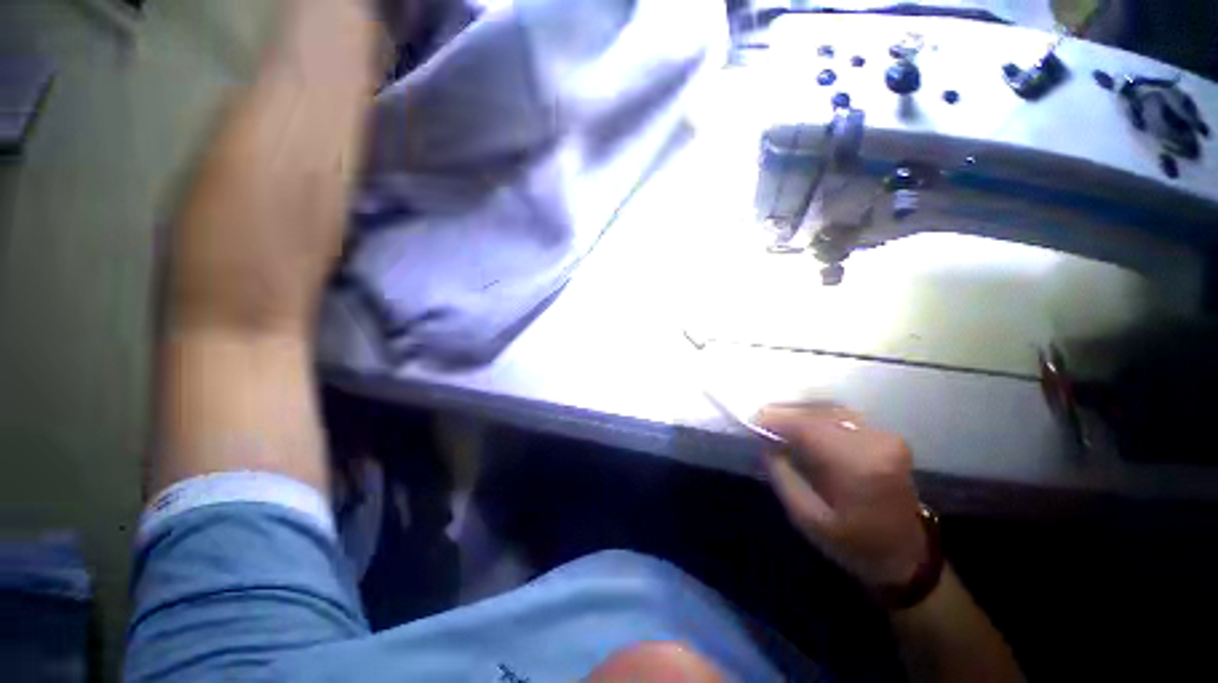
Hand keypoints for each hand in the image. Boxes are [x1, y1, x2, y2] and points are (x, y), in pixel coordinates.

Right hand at [758, 405, 928, 589]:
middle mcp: (874, 442)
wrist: (907, 557)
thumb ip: (782, 477)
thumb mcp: (807, 519)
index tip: (753, 422)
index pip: (806, 427)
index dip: (776, 420)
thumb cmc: (855, 545)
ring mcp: (885, 437)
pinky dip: (819, 421)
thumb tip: (766, 444)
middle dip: (786, 417)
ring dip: (802, 417)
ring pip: (829, 413)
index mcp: (857, 466)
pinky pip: (842, 419)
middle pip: (817, 415)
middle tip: (762, 423)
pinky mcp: (887, 437)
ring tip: (780, 427)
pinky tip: (805, 431)